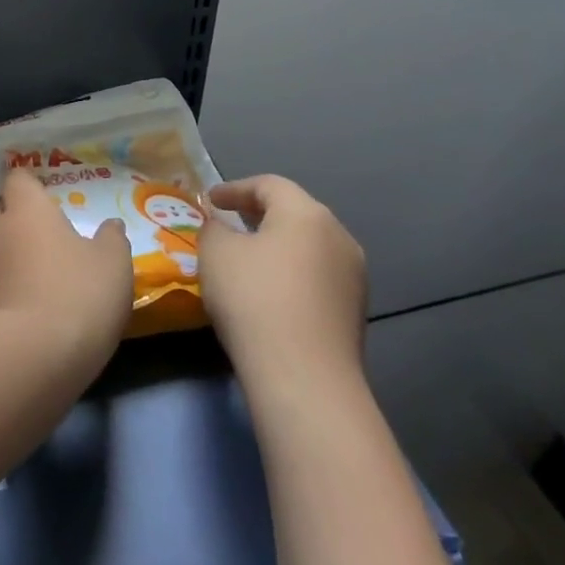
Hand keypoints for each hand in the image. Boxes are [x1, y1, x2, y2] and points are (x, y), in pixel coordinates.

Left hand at [0, 169, 131, 368]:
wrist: (32, 355)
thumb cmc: (77, 292)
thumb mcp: (112, 263)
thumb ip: (112, 238)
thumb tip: (111, 225)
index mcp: (27, 208)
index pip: (16, 178)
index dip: (28, 182)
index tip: (44, 190)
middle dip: (12, 212)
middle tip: (41, 225)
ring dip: (10, 249)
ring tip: (38, 264)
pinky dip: (9, 282)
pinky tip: (31, 297)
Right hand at [199, 175, 367, 400]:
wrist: (305, 379)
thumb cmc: (254, 298)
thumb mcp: (216, 252)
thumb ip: (214, 228)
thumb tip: (222, 226)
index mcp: (306, 213)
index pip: (269, 185)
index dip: (235, 188)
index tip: (210, 200)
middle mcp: (338, 237)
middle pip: (295, 212)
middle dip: (259, 214)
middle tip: (229, 221)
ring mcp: (353, 277)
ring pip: (308, 246)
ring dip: (277, 245)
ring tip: (247, 257)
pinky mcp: (355, 312)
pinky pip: (317, 276)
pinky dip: (291, 272)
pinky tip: (269, 291)